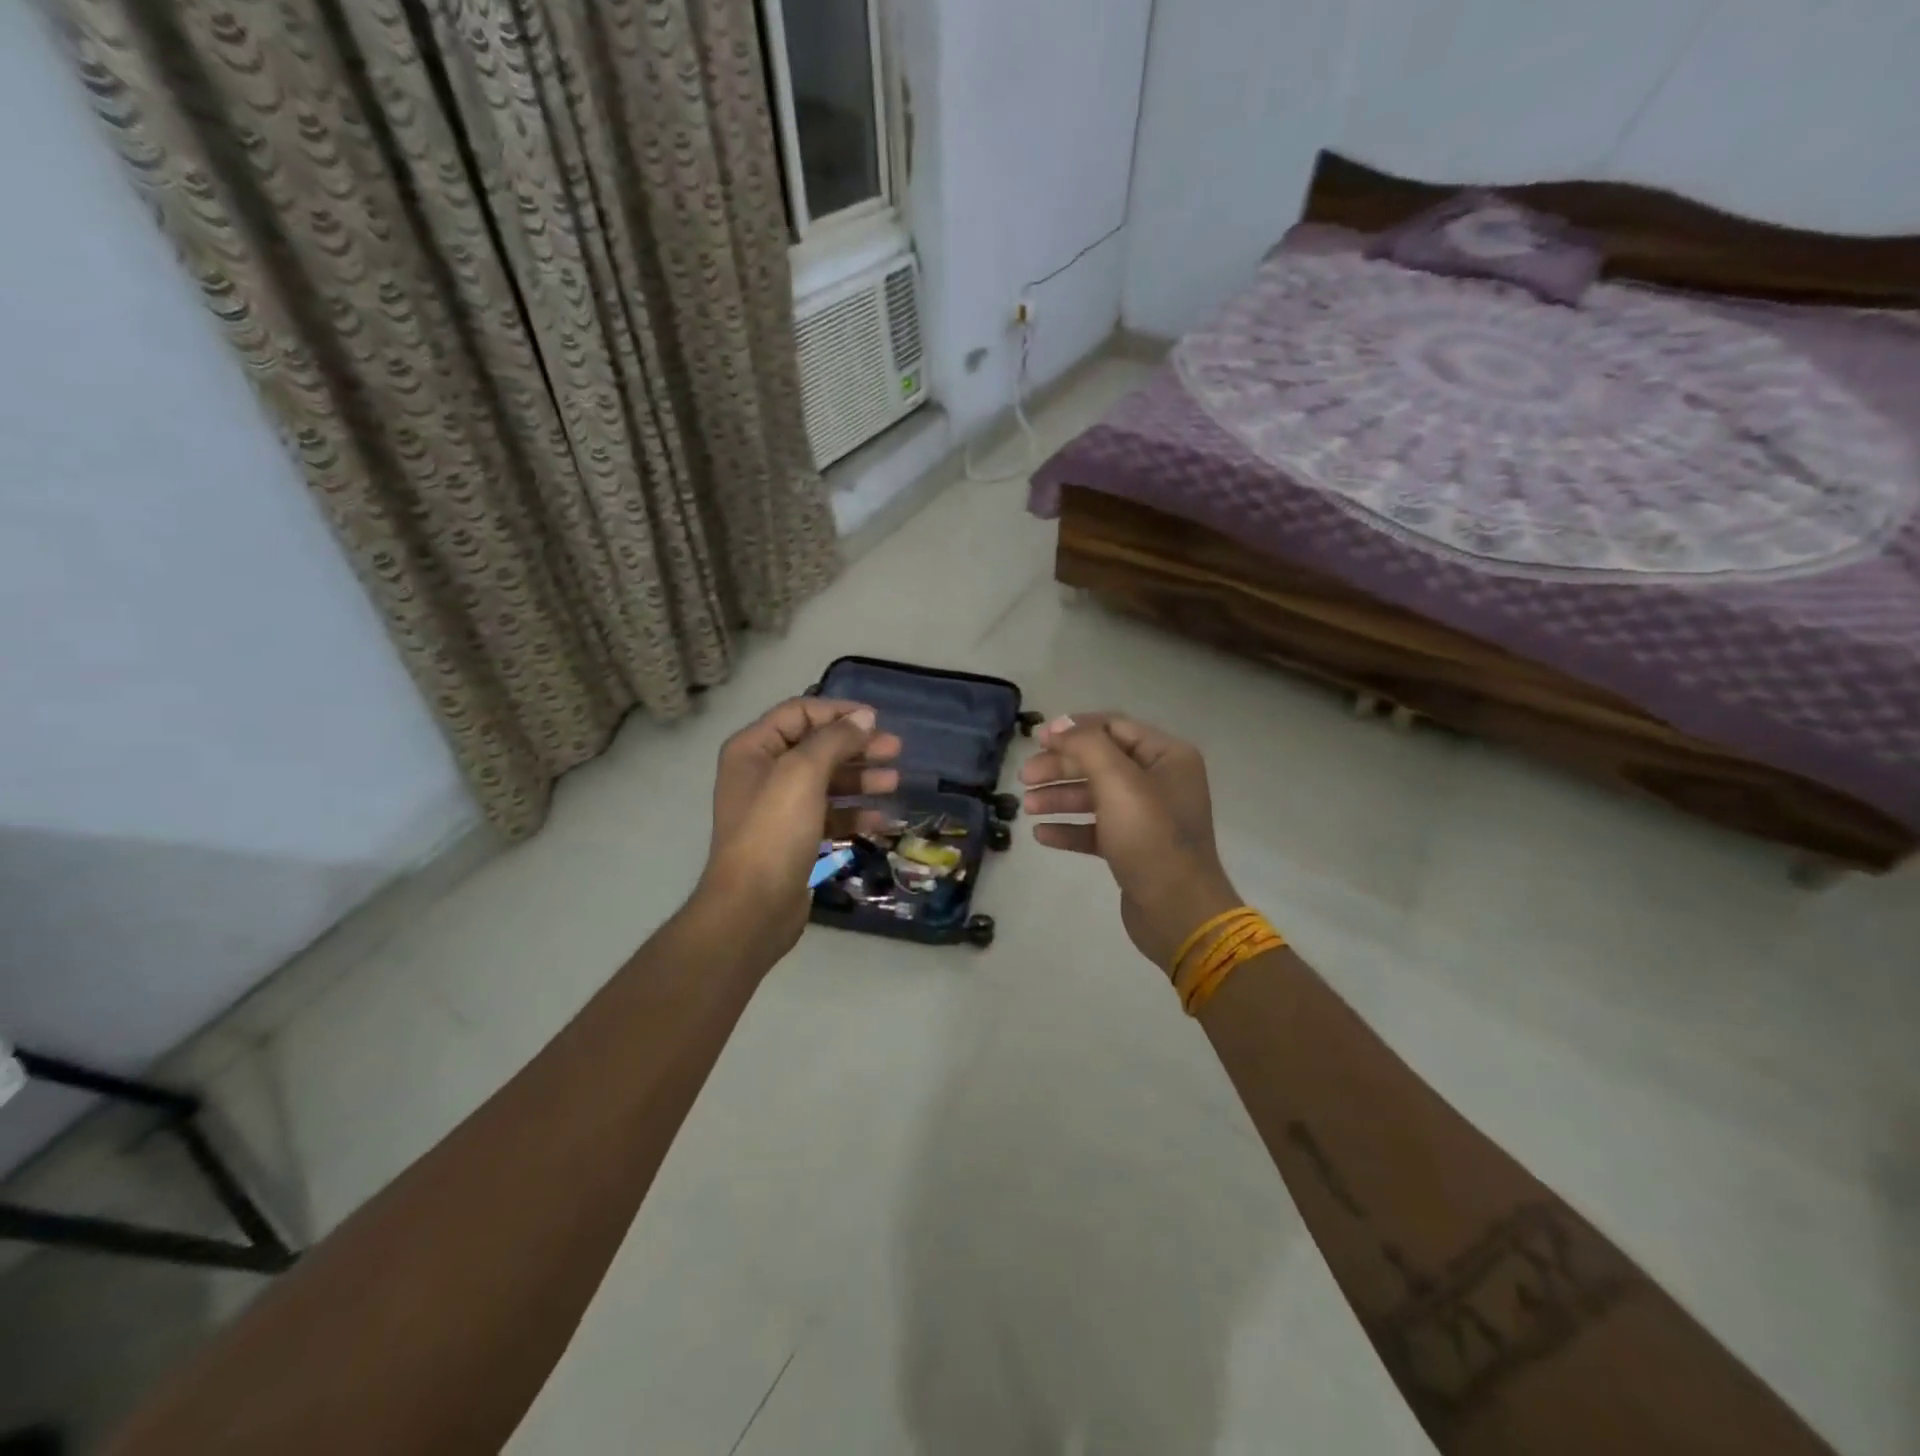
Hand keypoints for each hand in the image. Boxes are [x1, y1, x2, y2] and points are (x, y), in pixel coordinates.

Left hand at [699, 698, 901, 961]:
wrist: (753, 907)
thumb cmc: (774, 831)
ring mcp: (779, 808)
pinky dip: (854, 814)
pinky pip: (829, 815)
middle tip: (896, 751)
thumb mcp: (803, 773)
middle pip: (818, 747)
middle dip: (857, 747)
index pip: (800, 713)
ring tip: (894, 784)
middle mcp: (763, 773)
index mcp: (754, 749)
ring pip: (827, 782)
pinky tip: (881, 820)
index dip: (839, 712)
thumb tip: (865, 718)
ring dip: (861, 780)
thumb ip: (835, 739)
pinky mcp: (796, 838)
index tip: (877, 720)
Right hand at [1021, 713, 1240, 974]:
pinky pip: (1096, 829)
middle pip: (1100, 761)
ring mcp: (1147, 816)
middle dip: (1060, 767)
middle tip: (1024, 777)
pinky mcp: (1133, 848)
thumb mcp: (1118, 782)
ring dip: (1059, 797)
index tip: (1036, 740)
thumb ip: (1087, 746)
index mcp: (1167, 756)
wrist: (1177, 911)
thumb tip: (1060, 726)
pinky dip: (1070, 828)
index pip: (1113, 727)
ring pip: (1095, 795)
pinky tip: (1042, 834)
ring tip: (1027, 807)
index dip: (1073, 730)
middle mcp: (1160, 780)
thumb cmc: (1150, 838)